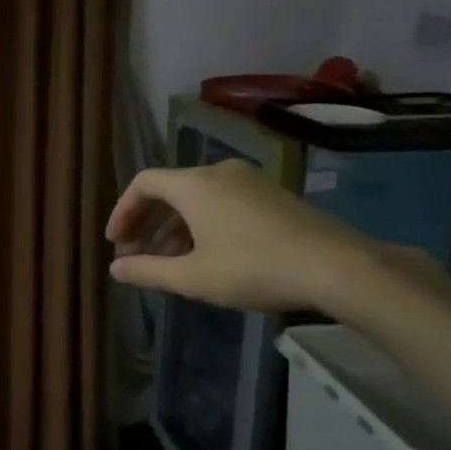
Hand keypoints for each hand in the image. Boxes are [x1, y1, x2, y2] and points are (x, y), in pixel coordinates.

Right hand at [105, 161, 371, 312]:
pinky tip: (207, 256)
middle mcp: (219, 172)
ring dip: (175, 228)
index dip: (123, 212)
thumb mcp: (192, 277)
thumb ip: (148, 271)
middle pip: (169, 190)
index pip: (143, 184)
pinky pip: (222, 202)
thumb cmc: (253, 268)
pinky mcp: (272, 195)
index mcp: (194, 184)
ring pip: (197, 198)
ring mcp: (249, 181)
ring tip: (170, 264)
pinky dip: (203, 225)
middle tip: (137, 257)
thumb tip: (115, 269)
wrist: (335, 266)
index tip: (116, 244)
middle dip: (147, 224)